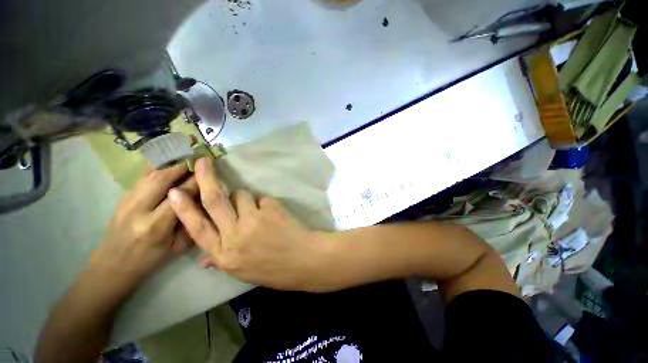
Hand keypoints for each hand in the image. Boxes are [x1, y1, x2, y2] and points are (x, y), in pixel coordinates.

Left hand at [90, 163, 197, 287]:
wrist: (112, 265)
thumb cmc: (150, 259)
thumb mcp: (177, 246)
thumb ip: (190, 221)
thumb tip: (203, 199)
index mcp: (154, 226)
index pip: (180, 196)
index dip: (196, 181)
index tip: (209, 170)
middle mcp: (138, 210)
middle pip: (161, 179)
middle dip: (182, 165)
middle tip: (197, 156)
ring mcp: (126, 202)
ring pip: (149, 175)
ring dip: (169, 163)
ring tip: (185, 155)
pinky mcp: (122, 197)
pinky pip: (142, 177)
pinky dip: (157, 166)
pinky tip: (168, 161)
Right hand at [168, 158, 335, 291]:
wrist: (303, 260)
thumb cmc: (273, 268)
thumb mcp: (242, 271)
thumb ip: (221, 261)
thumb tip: (203, 258)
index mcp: (224, 255)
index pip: (197, 229)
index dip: (184, 209)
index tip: (174, 192)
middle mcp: (234, 236)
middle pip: (215, 201)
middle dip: (206, 178)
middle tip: (201, 161)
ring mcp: (253, 220)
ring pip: (241, 195)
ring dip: (246, 199)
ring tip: (260, 212)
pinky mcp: (270, 209)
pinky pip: (262, 199)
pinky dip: (265, 204)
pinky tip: (275, 216)